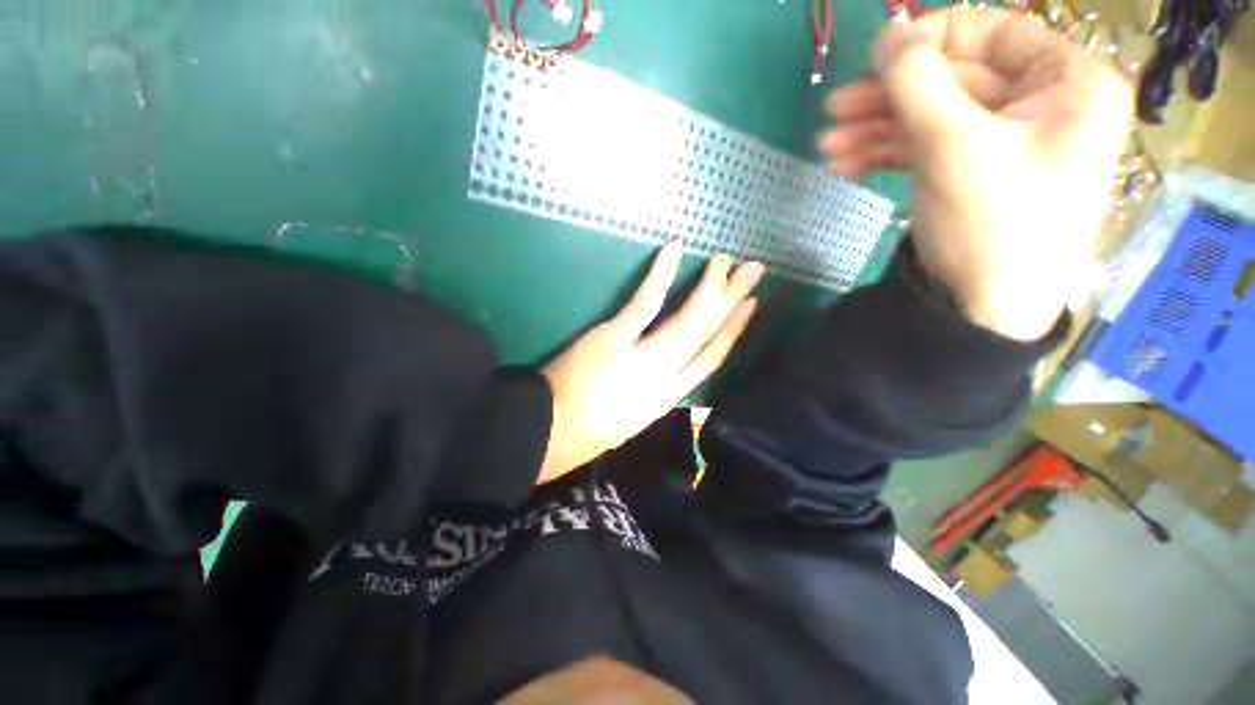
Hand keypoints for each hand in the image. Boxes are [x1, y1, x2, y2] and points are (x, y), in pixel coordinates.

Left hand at [536, 243, 763, 484]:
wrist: (546, 436)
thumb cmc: (584, 434)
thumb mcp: (629, 421)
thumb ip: (651, 393)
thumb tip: (667, 370)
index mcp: (667, 399)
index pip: (710, 361)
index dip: (733, 332)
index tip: (749, 308)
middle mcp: (664, 379)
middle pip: (706, 334)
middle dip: (732, 301)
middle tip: (753, 271)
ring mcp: (641, 358)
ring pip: (686, 320)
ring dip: (709, 288)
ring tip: (725, 260)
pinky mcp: (613, 339)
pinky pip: (644, 303)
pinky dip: (660, 275)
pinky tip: (675, 249)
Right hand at [818, 9, 1130, 340]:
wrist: (984, 311)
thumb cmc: (992, 225)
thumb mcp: (953, 147)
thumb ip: (917, 81)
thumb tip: (887, 33)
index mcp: (1068, 82)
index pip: (991, 34)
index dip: (927, 40)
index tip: (872, 59)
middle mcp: (1043, 104)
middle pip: (954, 80)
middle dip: (889, 98)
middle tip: (832, 111)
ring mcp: (1007, 142)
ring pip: (934, 116)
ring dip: (877, 130)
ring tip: (828, 148)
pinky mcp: (975, 173)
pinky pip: (930, 148)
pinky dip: (888, 154)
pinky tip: (848, 165)